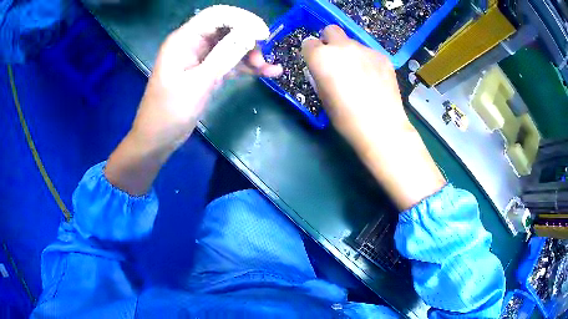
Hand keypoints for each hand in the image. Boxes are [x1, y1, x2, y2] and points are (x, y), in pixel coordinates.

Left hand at [132, 5, 281, 151]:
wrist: (158, 138)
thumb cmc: (170, 112)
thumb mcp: (198, 82)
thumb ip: (224, 55)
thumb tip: (251, 33)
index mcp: (184, 39)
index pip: (216, 16)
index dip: (242, 20)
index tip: (263, 34)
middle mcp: (192, 43)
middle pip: (226, 29)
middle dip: (248, 39)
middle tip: (262, 58)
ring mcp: (200, 57)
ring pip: (231, 45)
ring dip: (250, 54)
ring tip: (268, 68)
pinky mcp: (206, 71)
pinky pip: (229, 62)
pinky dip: (245, 66)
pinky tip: (265, 72)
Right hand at [302, 25, 445, 209]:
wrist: (381, 127)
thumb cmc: (346, 118)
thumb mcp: (323, 97)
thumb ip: (320, 75)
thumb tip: (323, 68)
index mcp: (322, 57)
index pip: (308, 43)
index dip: (311, 53)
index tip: (316, 63)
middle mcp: (342, 47)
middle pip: (331, 30)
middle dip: (329, 41)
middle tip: (336, 60)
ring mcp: (365, 49)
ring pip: (352, 42)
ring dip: (351, 52)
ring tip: (360, 74)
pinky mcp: (382, 56)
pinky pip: (369, 52)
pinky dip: (367, 60)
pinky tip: (374, 79)